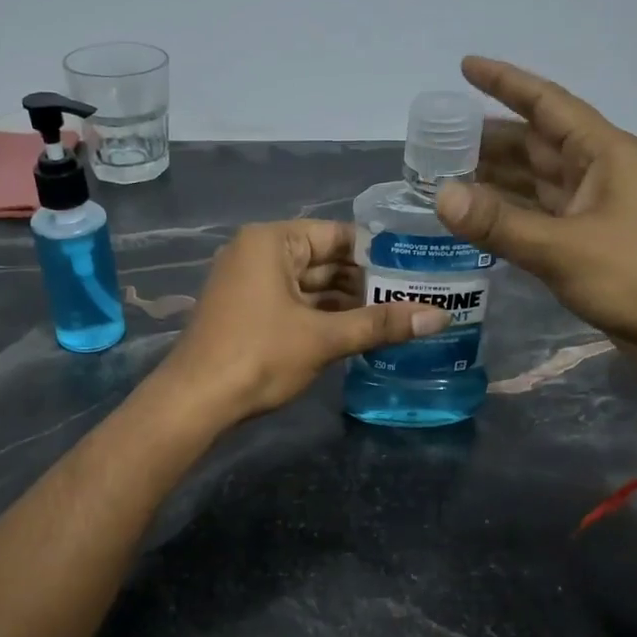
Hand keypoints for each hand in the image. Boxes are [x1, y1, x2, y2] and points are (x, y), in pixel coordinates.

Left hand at [156, 219, 448, 422]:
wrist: (196, 401)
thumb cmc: (259, 356)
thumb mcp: (324, 338)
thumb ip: (381, 324)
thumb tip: (441, 316)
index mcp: (273, 241)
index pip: (338, 235)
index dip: (379, 253)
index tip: (418, 269)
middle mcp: (259, 253)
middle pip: (325, 260)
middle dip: (366, 282)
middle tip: (416, 296)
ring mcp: (250, 283)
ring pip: (311, 286)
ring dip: (347, 303)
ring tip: (397, 316)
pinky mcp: (248, 312)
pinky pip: (295, 304)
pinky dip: (324, 316)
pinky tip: (360, 331)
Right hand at [438, 56, 636, 396]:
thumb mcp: (563, 247)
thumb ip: (499, 223)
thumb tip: (441, 196)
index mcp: (603, 154)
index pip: (546, 104)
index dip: (505, 83)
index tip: (465, 67)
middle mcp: (598, 173)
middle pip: (536, 143)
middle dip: (489, 138)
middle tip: (438, 137)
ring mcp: (594, 211)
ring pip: (535, 182)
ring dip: (495, 177)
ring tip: (445, 173)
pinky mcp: (589, 245)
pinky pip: (539, 217)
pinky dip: (508, 215)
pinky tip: (477, 218)